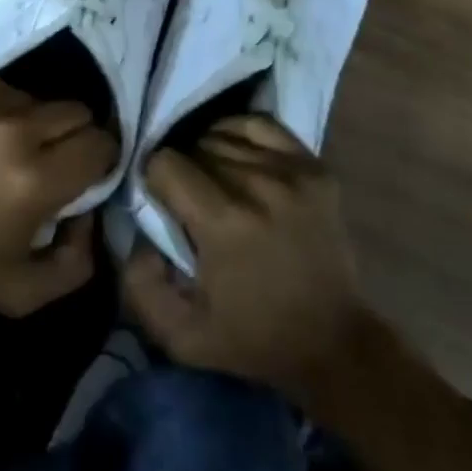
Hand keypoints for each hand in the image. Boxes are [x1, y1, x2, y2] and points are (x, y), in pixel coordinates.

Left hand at [0, 74, 117, 314]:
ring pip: (34, 96)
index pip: (100, 144)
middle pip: (76, 111)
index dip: (99, 157)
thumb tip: (92, 216)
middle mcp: (15, 129)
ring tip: (2, 144)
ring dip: (29, 120)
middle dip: (72, 134)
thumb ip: (75, 264)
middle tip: (48, 155)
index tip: (85, 169)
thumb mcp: (20, 292)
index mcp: (37, 180)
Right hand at [122, 114, 377, 407]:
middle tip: (188, 199)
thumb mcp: (182, 336)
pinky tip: (235, 153)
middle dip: (182, 169)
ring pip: (224, 135)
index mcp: (224, 223)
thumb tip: (137, 237)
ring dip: (209, 154)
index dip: (155, 182)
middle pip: (194, 146)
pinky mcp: (314, 167)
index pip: (165, 164)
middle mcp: (257, 186)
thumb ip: (141, 287)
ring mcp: (291, 172)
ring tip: (213, 181)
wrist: (334, 345)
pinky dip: (239, 132)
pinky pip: (261, 125)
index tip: (163, 206)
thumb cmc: (254, 339)